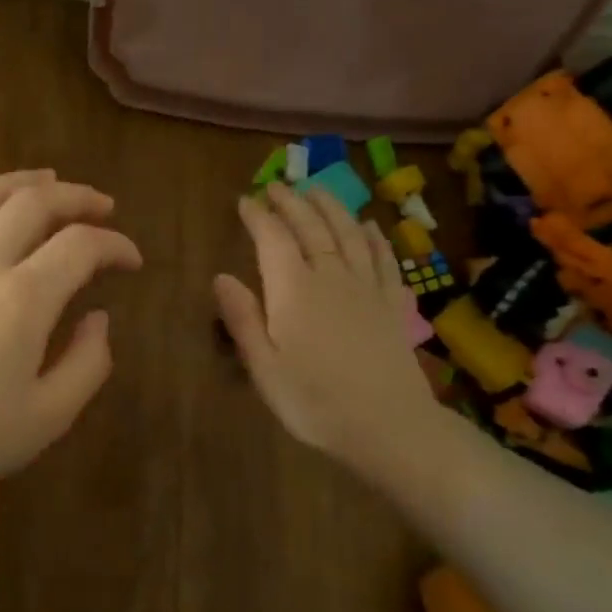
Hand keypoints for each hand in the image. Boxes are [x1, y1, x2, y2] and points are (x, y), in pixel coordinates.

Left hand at [0, 169, 142, 499]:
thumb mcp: (48, 416)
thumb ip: (87, 363)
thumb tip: (98, 319)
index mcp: (23, 298)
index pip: (79, 245)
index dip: (115, 245)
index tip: (133, 262)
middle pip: (32, 203)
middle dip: (75, 196)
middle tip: (103, 206)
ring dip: (22, 182)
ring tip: (47, 180)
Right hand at [214, 182, 436, 475]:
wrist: (388, 426)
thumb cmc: (314, 402)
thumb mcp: (264, 367)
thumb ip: (243, 318)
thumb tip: (220, 276)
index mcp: (294, 290)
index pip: (273, 238)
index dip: (258, 216)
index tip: (245, 200)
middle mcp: (331, 276)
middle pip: (312, 226)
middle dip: (292, 202)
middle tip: (277, 185)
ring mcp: (367, 287)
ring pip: (349, 233)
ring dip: (331, 207)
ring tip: (317, 190)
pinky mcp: (392, 303)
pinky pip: (383, 257)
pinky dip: (373, 236)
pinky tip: (368, 227)